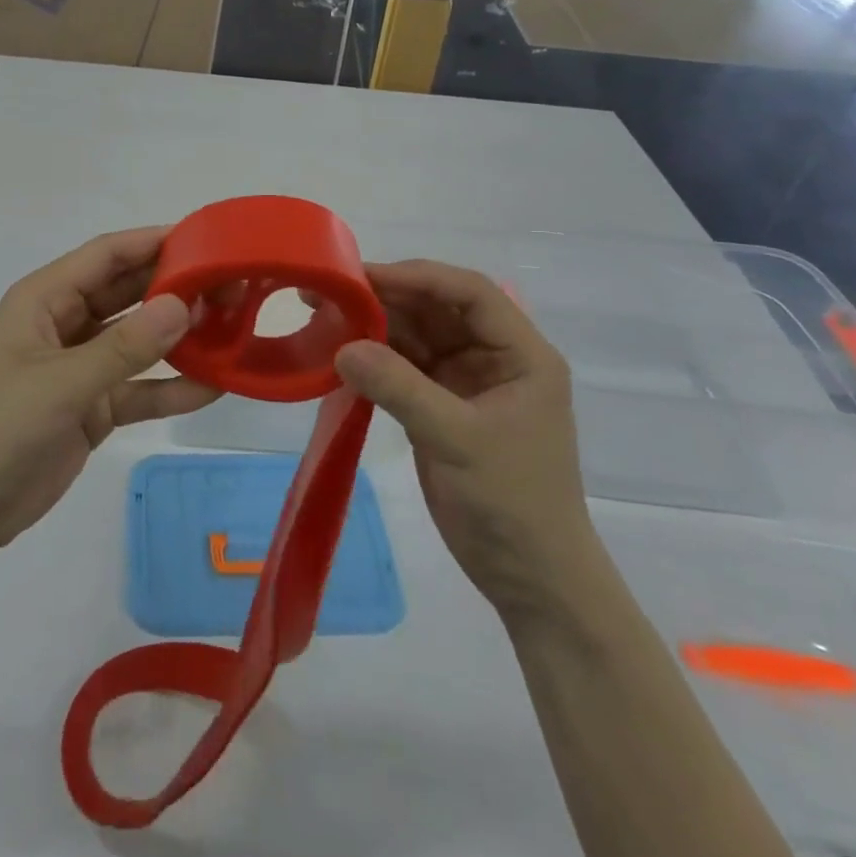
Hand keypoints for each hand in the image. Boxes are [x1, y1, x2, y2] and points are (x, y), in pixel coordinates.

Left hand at [0, 229, 216, 562]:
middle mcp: (66, 324)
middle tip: (233, 285)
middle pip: (129, 293)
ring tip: (234, 327)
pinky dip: (171, 387)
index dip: (153, 242)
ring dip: (180, 336)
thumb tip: (183, 305)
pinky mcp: (93, 407)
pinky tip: (215, 386)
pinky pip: (139, 388)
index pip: (107, 256)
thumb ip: (124, 347)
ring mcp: (81, 367)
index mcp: (45, 300)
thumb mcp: (60, 384)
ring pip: (139, 340)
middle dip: (176, 288)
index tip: (207, 239)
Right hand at [333, 260, 596, 615]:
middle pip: (437, 309)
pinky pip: (402, 367)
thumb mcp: (458, 439)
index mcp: (521, 354)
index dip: (419, 277)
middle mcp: (493, 358)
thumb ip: (400, 388)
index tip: (366, 277)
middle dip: (387, 297)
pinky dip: (373, 358)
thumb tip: (342, 347)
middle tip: (331, 291)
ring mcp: (464, 382)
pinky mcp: (439, 407)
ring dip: (374, 325)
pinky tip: (339, 352)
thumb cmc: (512, 502)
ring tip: (324, 314)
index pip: (470, 292)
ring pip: (415, 335)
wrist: (531, 580)